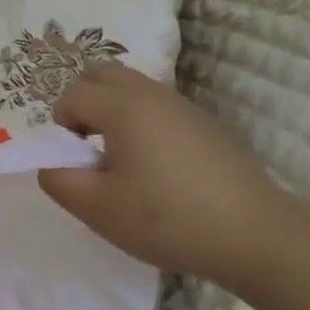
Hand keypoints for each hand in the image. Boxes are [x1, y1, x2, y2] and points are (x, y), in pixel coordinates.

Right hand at [37, 62, 309, 285]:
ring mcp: (183, 106)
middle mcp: (152, 94)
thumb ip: (57, 179)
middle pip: (101, 73)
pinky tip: (156, 167)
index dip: (62, 127)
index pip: (73, 95)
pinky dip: (141, 121)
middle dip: (83, 103)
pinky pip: (156, 106)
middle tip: (89, 147)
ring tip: (120, 159)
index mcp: (123, 107)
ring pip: (131, 87)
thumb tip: (53, 163)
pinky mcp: (204, 124)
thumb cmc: (167, 219)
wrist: (255, 235)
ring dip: (112, 111)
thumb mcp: (96, 208)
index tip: (77, 163)